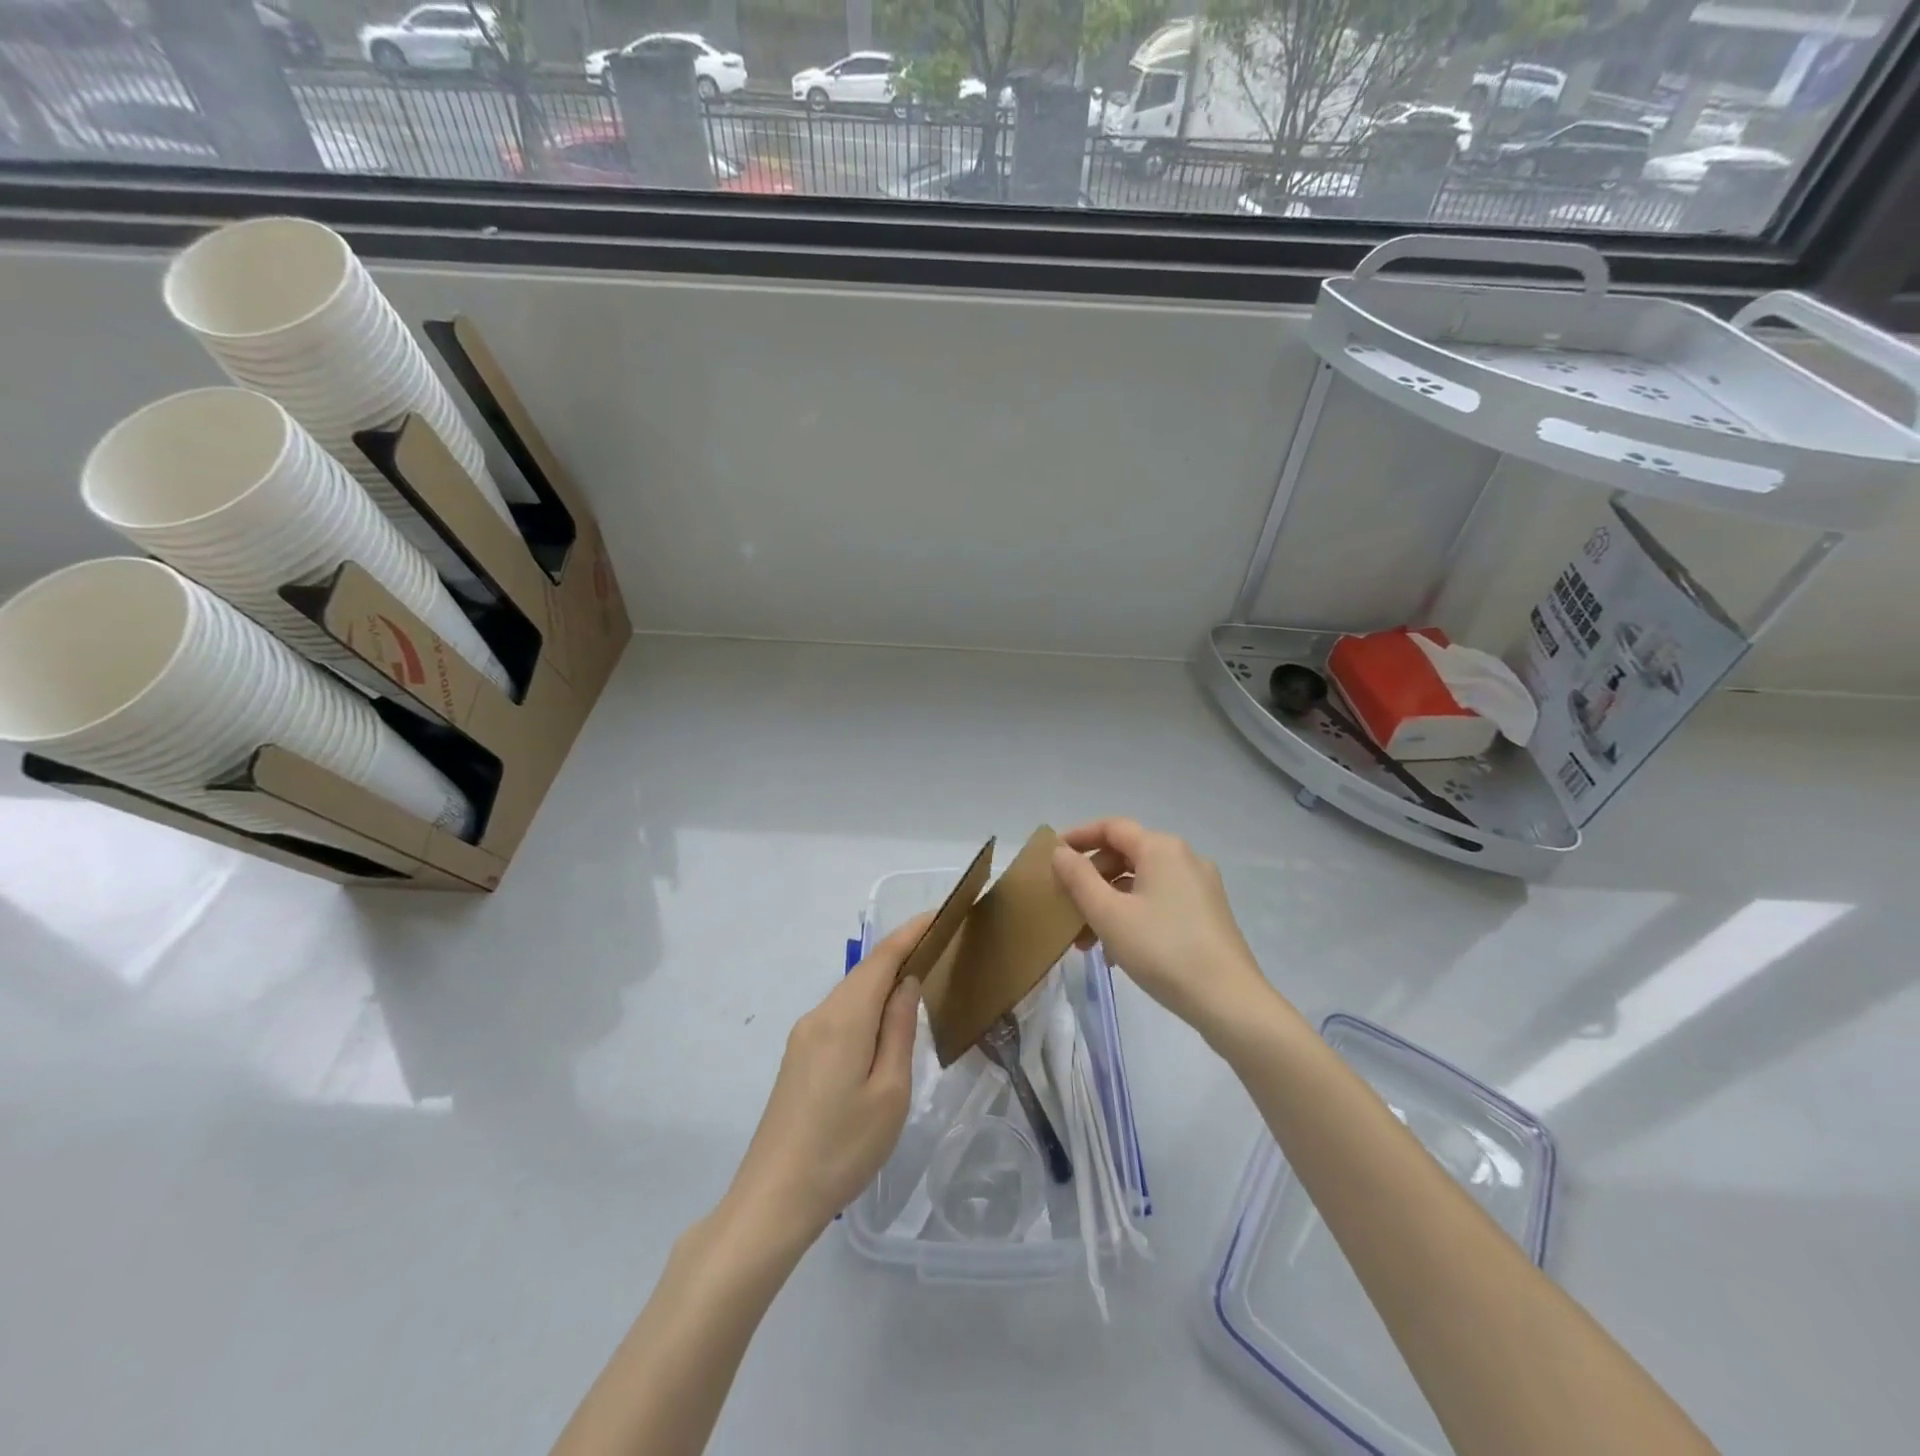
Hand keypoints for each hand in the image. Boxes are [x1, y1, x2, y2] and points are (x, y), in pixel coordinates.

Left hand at [722, 913, 928, 1248]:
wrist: (774, 1198)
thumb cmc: (843, 1148)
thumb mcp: (889, 1092)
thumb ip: (898, 1030)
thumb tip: (906, 984)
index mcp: (844, 1019)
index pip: (881, 959)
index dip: (910, 933)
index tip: (939, 913)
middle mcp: (819, 1016)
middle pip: (864, 972)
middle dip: (900, 953)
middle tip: (938, 945)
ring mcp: (803, 1037)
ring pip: (850, 993)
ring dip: (882, 979)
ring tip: (918, 978)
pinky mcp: (798, 1057)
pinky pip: (839, 1015)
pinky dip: (865, 1003)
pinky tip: (881, 1021)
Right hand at [1051, 818, 1275, 1037]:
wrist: (1228, 1000)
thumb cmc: (1161, 949)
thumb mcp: (1108, 914)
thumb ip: (1078, 878)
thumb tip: (1060, 852)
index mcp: (1161, 848)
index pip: (1111, 827)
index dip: (1078, 837)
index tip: (1051, 856)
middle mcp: (1184, 858)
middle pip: (1126, 855)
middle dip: (1091, 880)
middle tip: (1066, 907)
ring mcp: (1200, 886)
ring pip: (1141, 883)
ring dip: (1109, 904)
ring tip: (1086, 942)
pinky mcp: (1208, 913)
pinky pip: (1159, 902)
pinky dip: (1133, 915)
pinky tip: (1117, 952)